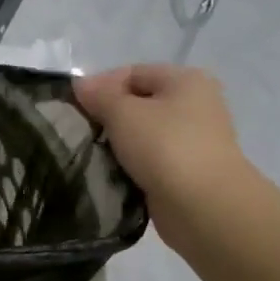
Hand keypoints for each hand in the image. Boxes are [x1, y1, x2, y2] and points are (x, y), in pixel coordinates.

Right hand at [73, 64, 251, 208]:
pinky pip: (150, 161)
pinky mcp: (187, 171)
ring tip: (93, 156)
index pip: (133, 73)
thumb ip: (99, 95)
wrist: (204, 207)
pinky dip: (131, 166)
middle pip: (139, 103)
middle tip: (82, 133)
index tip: (75, 109)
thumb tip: (80, 83)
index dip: (101, 87)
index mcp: (186, 80)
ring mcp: (194, 140)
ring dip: (118, 144)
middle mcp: (195, 105)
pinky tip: (112, 174)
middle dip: (108, 117)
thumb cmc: (165, 147)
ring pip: (143, 135)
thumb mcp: (123, 113)